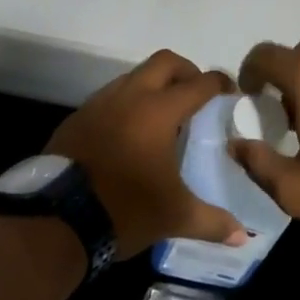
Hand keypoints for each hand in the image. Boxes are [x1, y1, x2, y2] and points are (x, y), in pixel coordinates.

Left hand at [48, 50, 248, 258]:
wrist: (58, 219)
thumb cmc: (125, 210)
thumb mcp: (174, 217)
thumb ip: (212, 221)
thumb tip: (242, 236)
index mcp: (158, 111)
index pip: (197, 84)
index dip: (218, 82)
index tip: (230, 89)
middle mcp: (129, 97)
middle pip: (163, 62)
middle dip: (186, 70)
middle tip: (196, 93)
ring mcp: (98, 104)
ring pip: (132, 76)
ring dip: (152, 85)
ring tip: (162, 114)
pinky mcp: (76, 118)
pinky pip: (108, 98)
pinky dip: (125, 104)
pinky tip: (128, 132)